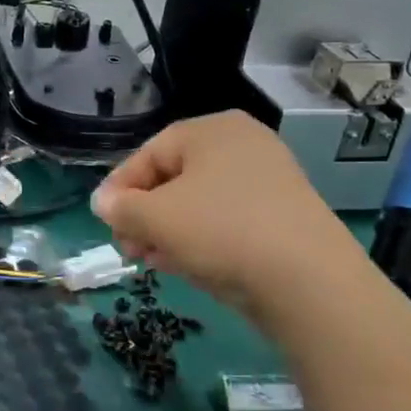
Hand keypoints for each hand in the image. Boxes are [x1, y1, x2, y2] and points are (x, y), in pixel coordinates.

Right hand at [92, 111, 359, 312]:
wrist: (308, 280)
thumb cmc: (221, 230)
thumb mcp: (156, 217)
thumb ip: (121, 206)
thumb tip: (102, 202)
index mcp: (212, 130)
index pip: (149, 153)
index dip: (119, 188)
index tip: (103, 220)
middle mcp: (243, 145)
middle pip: (174, 177)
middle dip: (143, 213)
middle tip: (126, 245)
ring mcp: (268, 181)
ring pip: (199, 202)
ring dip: (167, 229)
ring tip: (149, 260)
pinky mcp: (282, 217)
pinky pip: (226, 220)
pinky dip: (199, 238)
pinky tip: (181, 264)